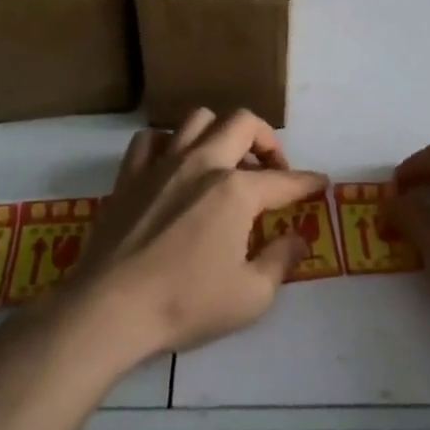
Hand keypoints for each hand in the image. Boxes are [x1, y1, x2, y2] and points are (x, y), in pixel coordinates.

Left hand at [60, 108, 324, 360]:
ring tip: (226, 162)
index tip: (321, 183)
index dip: (308, 182)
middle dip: (267, 140)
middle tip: (272, 169)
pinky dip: (168, 145)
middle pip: (242, 122)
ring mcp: (161, 165)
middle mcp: (202, 164)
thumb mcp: (251, 296)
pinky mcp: (129, 177)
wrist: (109, 310)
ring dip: (219, 133)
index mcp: (235, 190)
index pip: (284, 179)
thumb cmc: (185, 304)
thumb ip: (281, 261)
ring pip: (197, 120)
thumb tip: (297, 240)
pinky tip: (173, 167)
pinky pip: (150, 140)